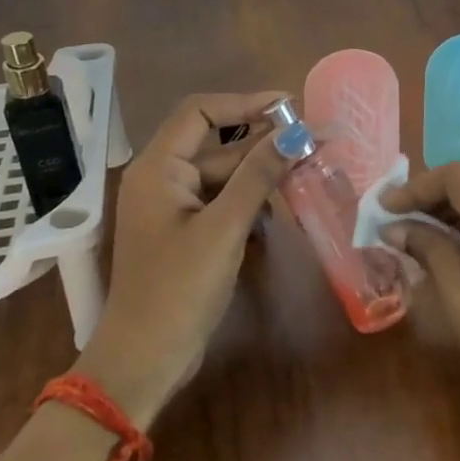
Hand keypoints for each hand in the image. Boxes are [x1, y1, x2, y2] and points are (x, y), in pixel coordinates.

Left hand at [78, 92, 287, 422]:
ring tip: (306, 171)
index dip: (244, 103)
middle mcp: (162, 179)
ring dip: (261, 174)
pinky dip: (249, 201)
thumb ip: (258, 176)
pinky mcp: (187, 232)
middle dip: (263, 142)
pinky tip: (278, 210)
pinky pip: (222, 202)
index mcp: (158, 168)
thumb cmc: (179, 288)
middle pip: (217, 145)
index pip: (200, 112)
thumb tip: (295, 132)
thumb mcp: (224, 228)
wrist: (146, 358)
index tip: (289, 106)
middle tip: (313, 141)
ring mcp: (174, 208)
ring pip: (223, 175)